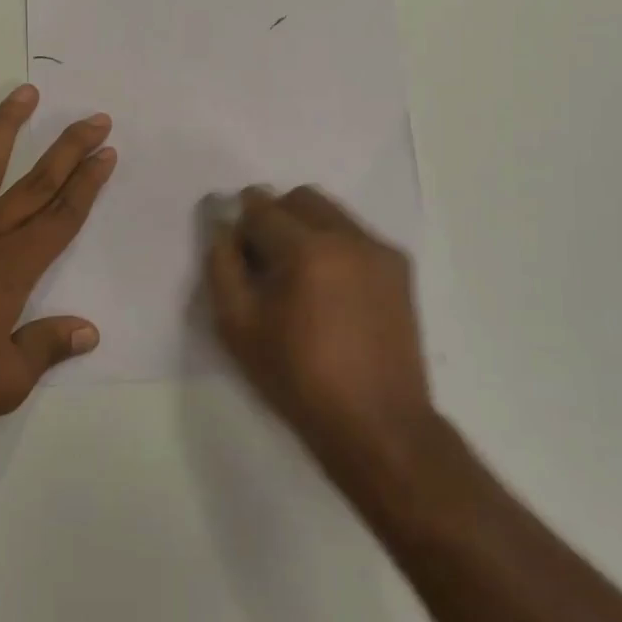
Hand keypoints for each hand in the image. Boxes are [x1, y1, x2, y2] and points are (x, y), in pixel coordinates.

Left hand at [0, 86, 115, 436]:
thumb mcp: (4, 382)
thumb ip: (47, 348)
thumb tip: (90, 331)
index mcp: (13, 267)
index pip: (63, 216)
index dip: (89, 184)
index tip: (107, 153)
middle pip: (38, 182)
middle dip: (70, 148)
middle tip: (96, 119)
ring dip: (7, 125)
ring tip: (27, 92)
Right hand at [206, 187, 435, 484]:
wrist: (377, 423)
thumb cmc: (298, 378)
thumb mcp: (237, 326)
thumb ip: (221, 265)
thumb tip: (223, 227)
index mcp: (306, 249)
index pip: (261, 207)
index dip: (241, 224)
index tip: (237, 250)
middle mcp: (347, 236)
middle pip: (299, 198)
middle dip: (275, 216)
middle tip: (265, 261)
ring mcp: (379, 249)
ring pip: (331, 212)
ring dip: (306, 228)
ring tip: (300, 277)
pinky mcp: (399, 267)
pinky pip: (356, 235)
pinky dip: (334, 246)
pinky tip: (331, 290)